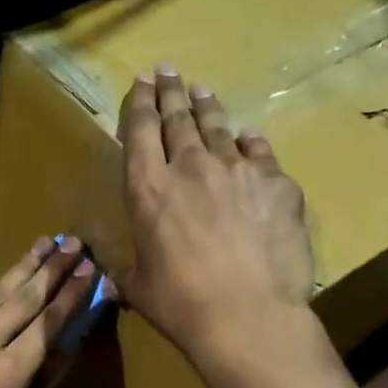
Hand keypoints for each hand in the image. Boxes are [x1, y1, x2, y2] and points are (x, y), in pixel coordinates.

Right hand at [116, 67, 314, 372]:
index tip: (142, 81)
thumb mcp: (139, 287)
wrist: (248, 316)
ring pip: (219, 127)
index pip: (140, 131)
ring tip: (202, 90)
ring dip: (207, 107)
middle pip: (178, 118)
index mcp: (147, 189)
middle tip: (168, 71)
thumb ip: (125, 272)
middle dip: (170, 91)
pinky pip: (259, 152)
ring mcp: (237, 170)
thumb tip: (109, 281)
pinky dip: (249, 142)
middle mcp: (189, 167)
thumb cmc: (181, 304)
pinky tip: (247, 137)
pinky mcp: (277, 183)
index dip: (140, 102)